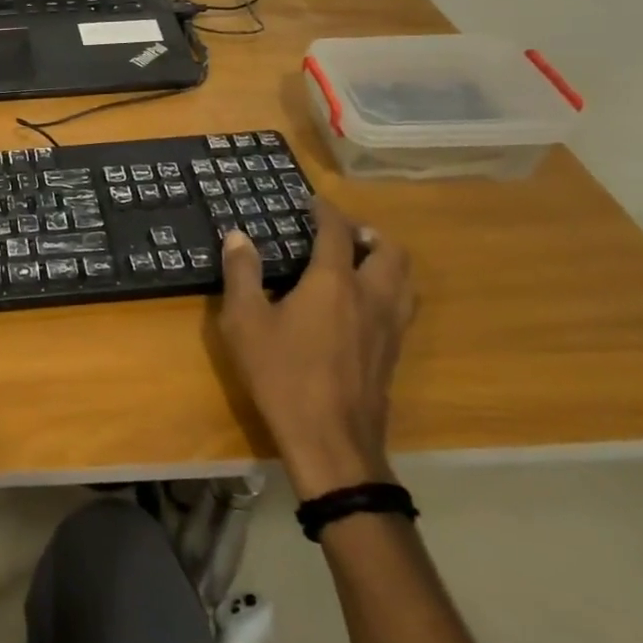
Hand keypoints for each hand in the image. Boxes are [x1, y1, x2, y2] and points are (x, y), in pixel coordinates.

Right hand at [215, 201, 415, 498]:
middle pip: (389, 250)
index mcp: (333, 282)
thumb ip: (242, 274)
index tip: (312, 201)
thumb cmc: (282, 375)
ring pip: (404, 279)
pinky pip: (402, 305)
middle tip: (341, 232)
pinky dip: (388, 288)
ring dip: (386, 260)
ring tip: (359, 261)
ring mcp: (389, 327)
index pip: (337, 232)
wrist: (331, 441)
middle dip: (368, 233)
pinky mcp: (394, 353)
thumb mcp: (245, 322)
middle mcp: (370, 296)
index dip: (326, 211)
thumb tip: (238, 236)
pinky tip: (362, 304)